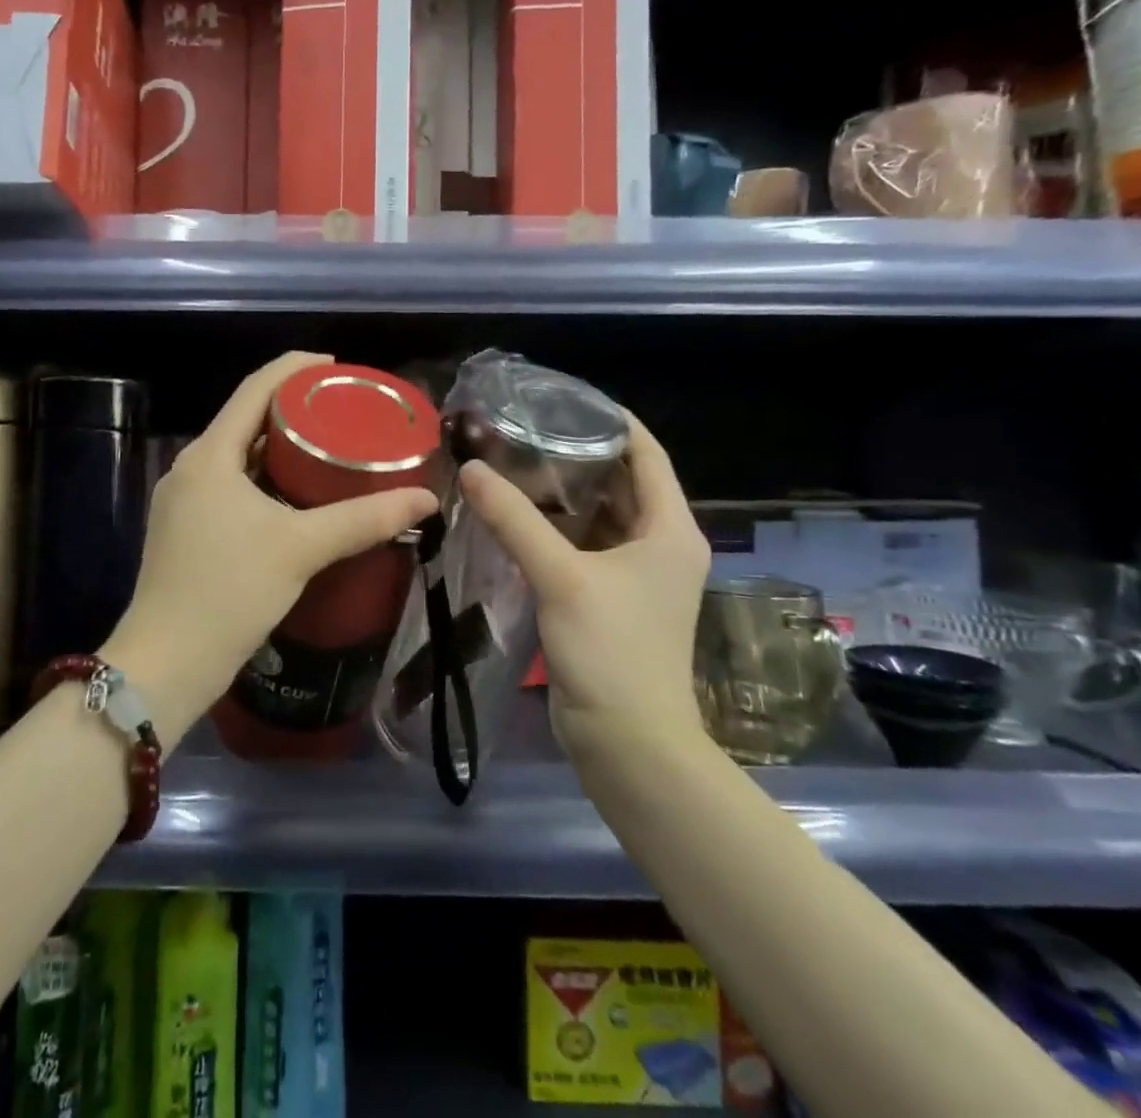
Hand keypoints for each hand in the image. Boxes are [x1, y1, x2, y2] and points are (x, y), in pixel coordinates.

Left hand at [104, 352, 438, 743]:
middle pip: (247, 420)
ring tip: (331, 451)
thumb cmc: (229, 591)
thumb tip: (426, 499)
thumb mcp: (302, 548)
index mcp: (209, 456)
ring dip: (282, 449)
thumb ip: (365, 519)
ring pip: (240, 458)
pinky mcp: (187, 532)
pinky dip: (268, 482)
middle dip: (294, 410)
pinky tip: (300, 499)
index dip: (295, 369)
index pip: (254, 389)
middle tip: (344, 413)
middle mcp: (191, 469)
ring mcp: (184, 502)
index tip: (338, 368)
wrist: (165, 665)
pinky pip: (233, 487)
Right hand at [457, 410, 710, 756]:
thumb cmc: (612, 651)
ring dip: (563, 492)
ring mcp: (636, 574)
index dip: (611, 420)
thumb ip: (514, 520)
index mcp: (670, 528)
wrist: (628, 743)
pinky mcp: (611, 598)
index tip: (563, 398)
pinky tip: (516, 515)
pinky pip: (584, 545)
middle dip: (578, 454)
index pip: (646, 454)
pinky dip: (555, 527)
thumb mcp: (561, 577)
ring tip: (514, 462)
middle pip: (622, 481)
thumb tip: (470, 469)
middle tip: (525, 429)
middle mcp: (660, 544)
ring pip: (599, 515)